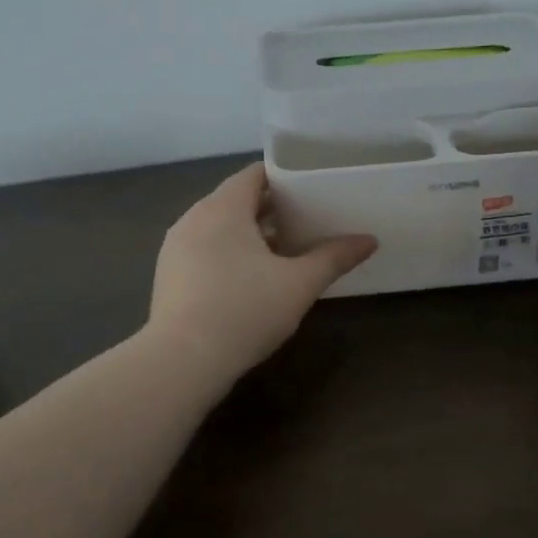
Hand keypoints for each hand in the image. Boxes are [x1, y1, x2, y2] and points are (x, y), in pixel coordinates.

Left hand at [148, 163, 376, 378]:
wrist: (182, 362)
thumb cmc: (245, 311)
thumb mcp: (299, 285)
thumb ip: (334, 257)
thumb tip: (369, 240)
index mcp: (223, 208)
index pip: (254, 174)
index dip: (284, 178)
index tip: (311, 190)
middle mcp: (193, 218)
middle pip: (236, 199)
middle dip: (271, 209)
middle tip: (306, 221)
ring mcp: (175, 248)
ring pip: (218, 227)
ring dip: (249, 233)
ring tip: (283, 251)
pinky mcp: (168, 275)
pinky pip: (203, 250)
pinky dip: (227, 253)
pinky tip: (249, 280)